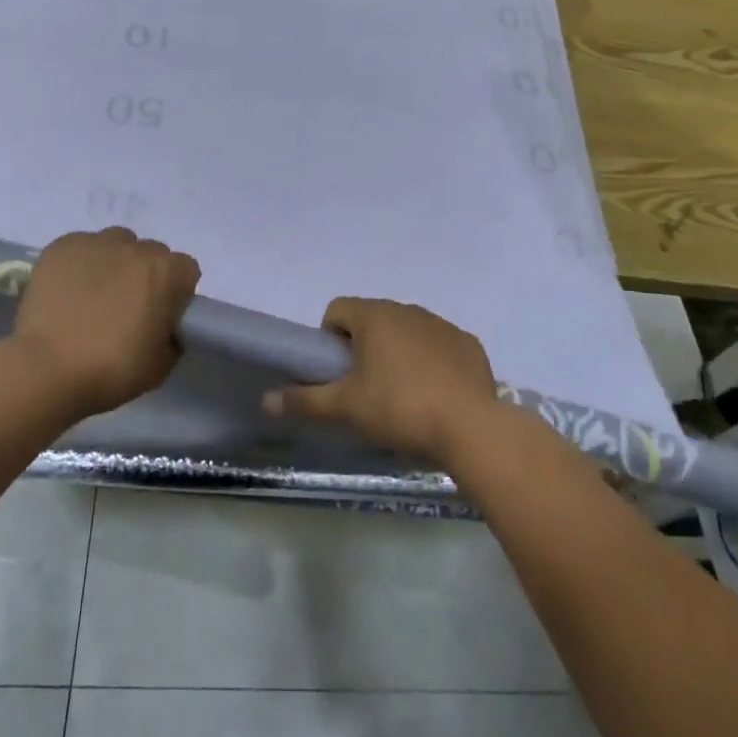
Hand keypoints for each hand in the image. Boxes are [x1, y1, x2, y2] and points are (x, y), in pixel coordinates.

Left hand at [12, 228, 199, 418]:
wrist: (47, 369)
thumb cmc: (111, 369)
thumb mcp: (161, 365)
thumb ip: (172, 338)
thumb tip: (163, 328)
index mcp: (167, 272)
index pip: (185, 270)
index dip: (175, 292)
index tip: (160, 314)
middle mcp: (136, 247)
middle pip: (150, 254)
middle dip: (145, 275)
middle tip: (126, 308)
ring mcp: (97, 243)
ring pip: (116, 244)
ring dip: (114, 263)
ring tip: (94, 295)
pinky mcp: (63, 246)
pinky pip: (81, 248)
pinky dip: (80, 264)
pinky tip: (67, 291)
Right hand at [262, 297, 499, 465]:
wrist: (471, 427)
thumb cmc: (399, 408)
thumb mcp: (346, 408)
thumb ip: (305, 401)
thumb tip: (266, 400)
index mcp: (374, 316)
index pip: (337, 310)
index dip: (329, 338)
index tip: (337, 372)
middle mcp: (407, 309)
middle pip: (372, 319)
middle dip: (363, 347)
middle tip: (364, 388)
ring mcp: (441, 324)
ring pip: (406, 331)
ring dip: (397, 352)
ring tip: (400, 395)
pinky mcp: (468, 344)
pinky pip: (438, 346)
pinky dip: (431, 362)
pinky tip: (435, 395)